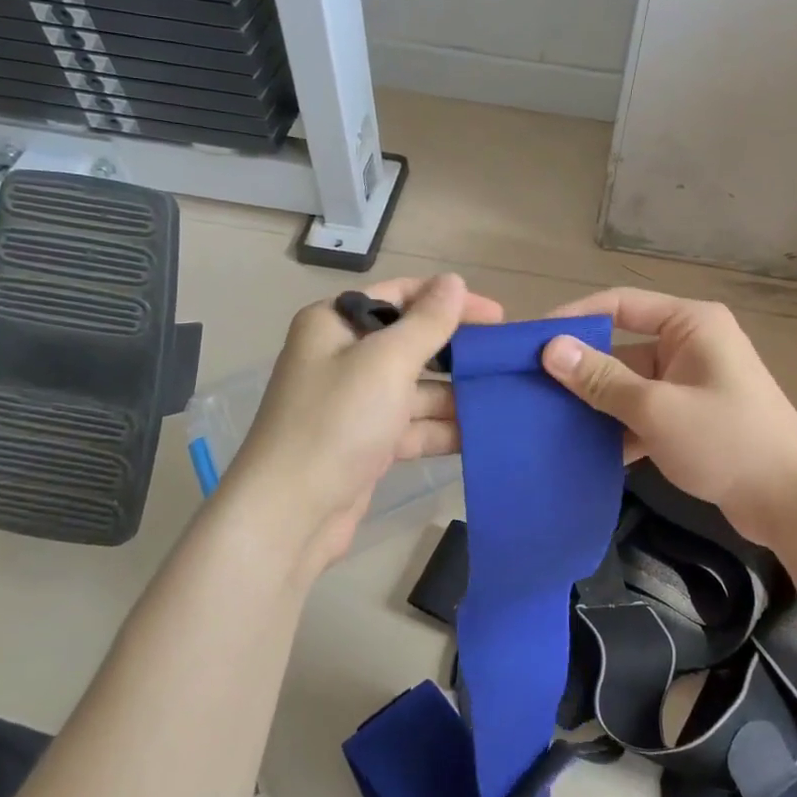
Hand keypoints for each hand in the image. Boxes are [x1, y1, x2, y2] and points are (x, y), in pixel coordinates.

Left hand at [224, 274, 502, 575]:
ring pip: (417, 388)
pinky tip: (482, 433)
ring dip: (456, 395)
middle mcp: (342, 357)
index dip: (449, 300)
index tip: (497, 317)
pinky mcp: (367, 443)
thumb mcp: (386, 362)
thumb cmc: (337, 422)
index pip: (400, 295)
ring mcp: (355, 403)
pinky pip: (413, 426)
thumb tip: (454, 282)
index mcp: (335, 324)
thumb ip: (427, 322)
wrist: (291, 514)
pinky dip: (442, 428)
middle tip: (505, 361)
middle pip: (411, 343)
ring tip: (506, 399)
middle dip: (457, 353)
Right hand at [539, 288, 796, 544]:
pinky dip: (620, 429)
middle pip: (622, 348)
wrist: (792, 501)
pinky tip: (586, 451)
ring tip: (548, 421)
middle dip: (582, 371)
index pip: (620, 305)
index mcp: (690, 324)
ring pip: (630, 385)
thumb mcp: (656, 408)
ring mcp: (692, 383)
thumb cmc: (727, 440)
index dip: (575, 318)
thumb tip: (550, 348)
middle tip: (531, 388)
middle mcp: (691, 344)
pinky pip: (645, 412)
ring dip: (598, 405)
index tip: (531, 340)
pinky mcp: (693, 418)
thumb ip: (601, 379)